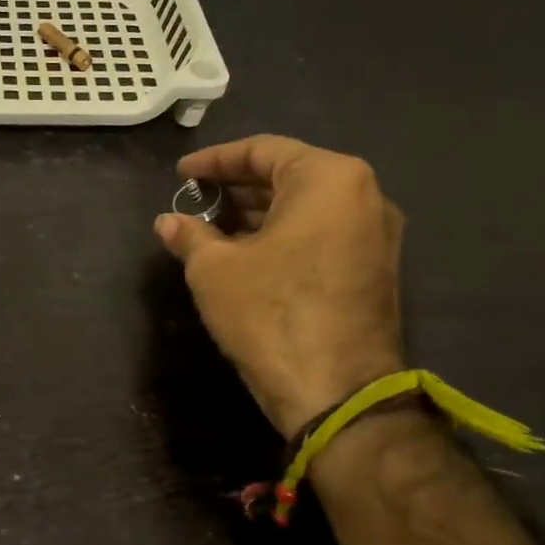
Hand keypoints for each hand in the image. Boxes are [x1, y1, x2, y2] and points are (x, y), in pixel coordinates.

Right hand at [156, 135, 404, 436]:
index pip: (262, 151)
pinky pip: (322, 233)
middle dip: (237, 187)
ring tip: (211, 228)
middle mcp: (364, 196)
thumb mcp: (214, 269)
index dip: (214, 161)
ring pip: (307, 207)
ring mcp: (376, 235)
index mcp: (328, 180)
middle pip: (289, 175)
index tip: (181, 175)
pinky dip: (283, 235)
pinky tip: (245, 254)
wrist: (337, 393)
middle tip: (195, 201)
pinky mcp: (375, 269)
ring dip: (258, 213)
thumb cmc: (270, 313)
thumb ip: (189, 235)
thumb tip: (168, 222)